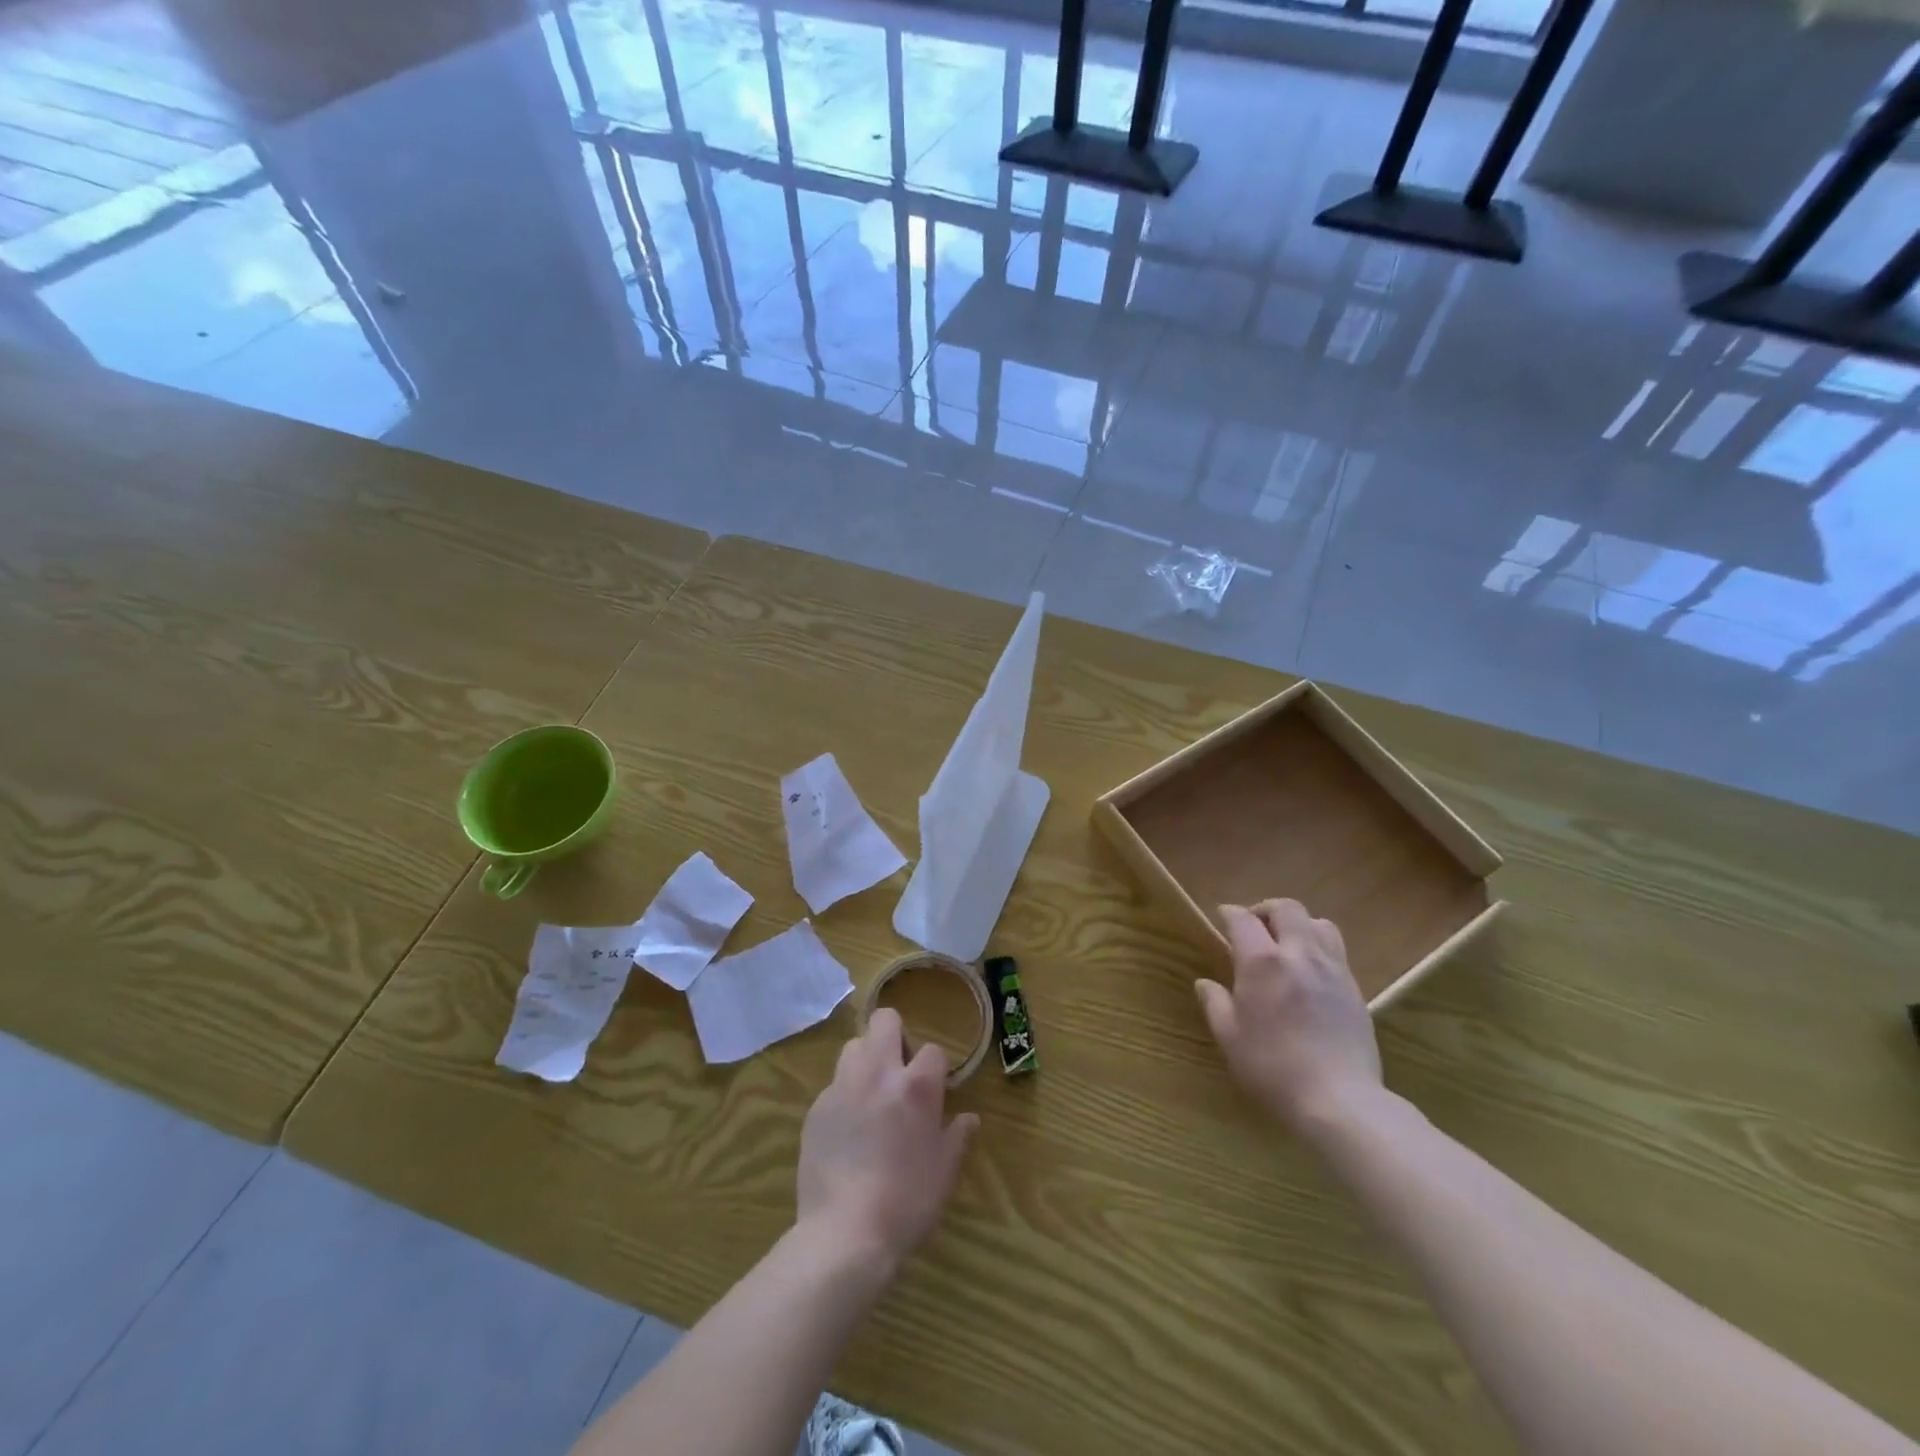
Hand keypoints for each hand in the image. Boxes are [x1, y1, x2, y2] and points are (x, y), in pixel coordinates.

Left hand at [795, 1008, 979, 1276]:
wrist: (845, 1234)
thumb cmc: (907, 1202)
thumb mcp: (944, 1172)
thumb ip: (957, 1137)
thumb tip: (969, 1118)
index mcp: (917, 1086)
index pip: (933, 1049)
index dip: (936, 1068)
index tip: (936, 1090)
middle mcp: (878, 1073)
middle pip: (884, 1020)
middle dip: (895, 1034)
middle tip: (900, 1070)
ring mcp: (842, 1087)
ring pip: (853, 1045)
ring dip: (865, 1059)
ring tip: (871, 1093)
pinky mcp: (816, 1108)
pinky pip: (833, 1085)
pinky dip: (844, 1095)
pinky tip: (847, 1129)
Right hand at [1197, 900, 1382, 1139]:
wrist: (1340, 1100)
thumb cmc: (1273, 1068)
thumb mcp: (1229, 1038)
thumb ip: (1215, 1003)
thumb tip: (1205, 983)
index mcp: (1262, 961)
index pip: (1243, 919)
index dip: (1229, 913)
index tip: (1222, 917)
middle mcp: (1299, 954)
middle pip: (1286, 908)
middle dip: (1266, 910)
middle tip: (1254, 927)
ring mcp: (1332, 969)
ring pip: (1318, 923)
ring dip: (1299, 924)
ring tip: (1287, 944)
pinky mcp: (1354, 989)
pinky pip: (1337, 950)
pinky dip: (1319, 947)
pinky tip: (1310, 973)